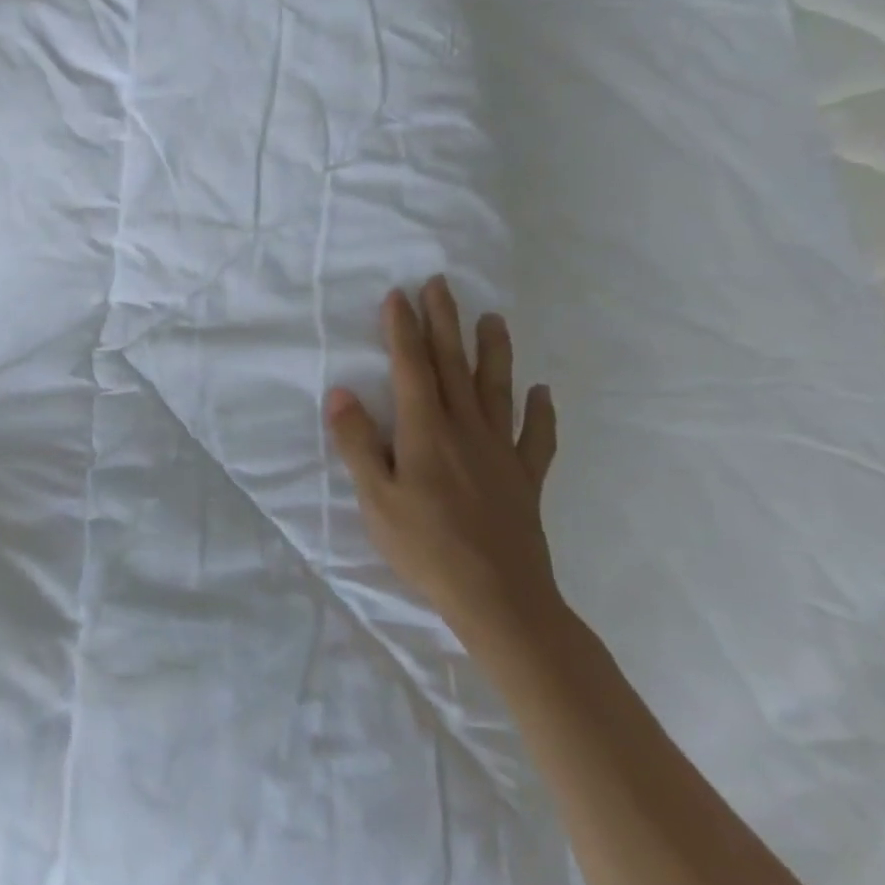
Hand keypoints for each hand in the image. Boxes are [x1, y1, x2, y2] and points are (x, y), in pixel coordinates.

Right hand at [325, 275, 560, 649]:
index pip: (412, 368)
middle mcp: (466, 430)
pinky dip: (541, 413)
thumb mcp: (376, 499)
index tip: (399, 295)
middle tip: (440, 284)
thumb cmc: (427, 548)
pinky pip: (536, 438)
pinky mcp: (526, 479)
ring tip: (494, 318)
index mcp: (426, 431)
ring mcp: (501, 452)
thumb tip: (341, 393)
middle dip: (444, 322)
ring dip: (494, 351)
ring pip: (497, 389)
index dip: (403, 329)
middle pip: (454, 365)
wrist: (501, 600)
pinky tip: (543, 393)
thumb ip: (358, 443)